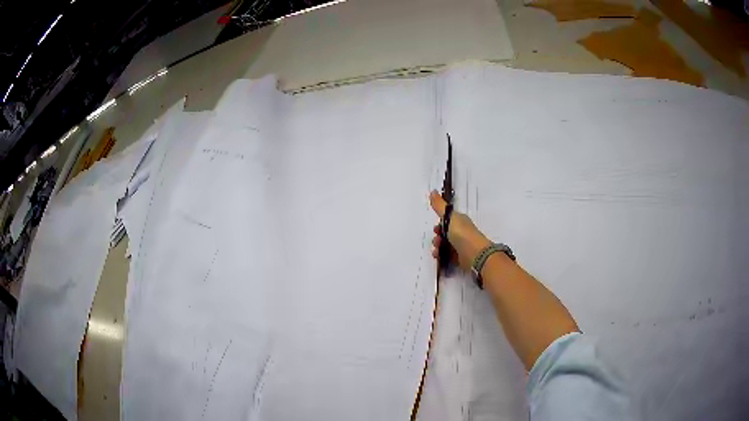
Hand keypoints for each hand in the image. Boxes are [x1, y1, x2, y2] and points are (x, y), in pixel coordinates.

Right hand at [429, 191, 491, 270]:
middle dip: (437, 236)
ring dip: (438, 246)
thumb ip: (440, 206)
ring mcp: (461, 245)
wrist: (475, 254)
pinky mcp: (459, 257)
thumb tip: (433, 191)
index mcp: (460, 221)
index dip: (439, 223)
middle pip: (445, 233)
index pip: (447, 220)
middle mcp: (461, 232)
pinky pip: (447, 255)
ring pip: (445, 244)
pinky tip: (438, 257)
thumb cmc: (462, 234)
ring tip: (437, 250)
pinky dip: (441, 255)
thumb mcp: (450, 217)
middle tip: (436, 239)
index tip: (435, 228)